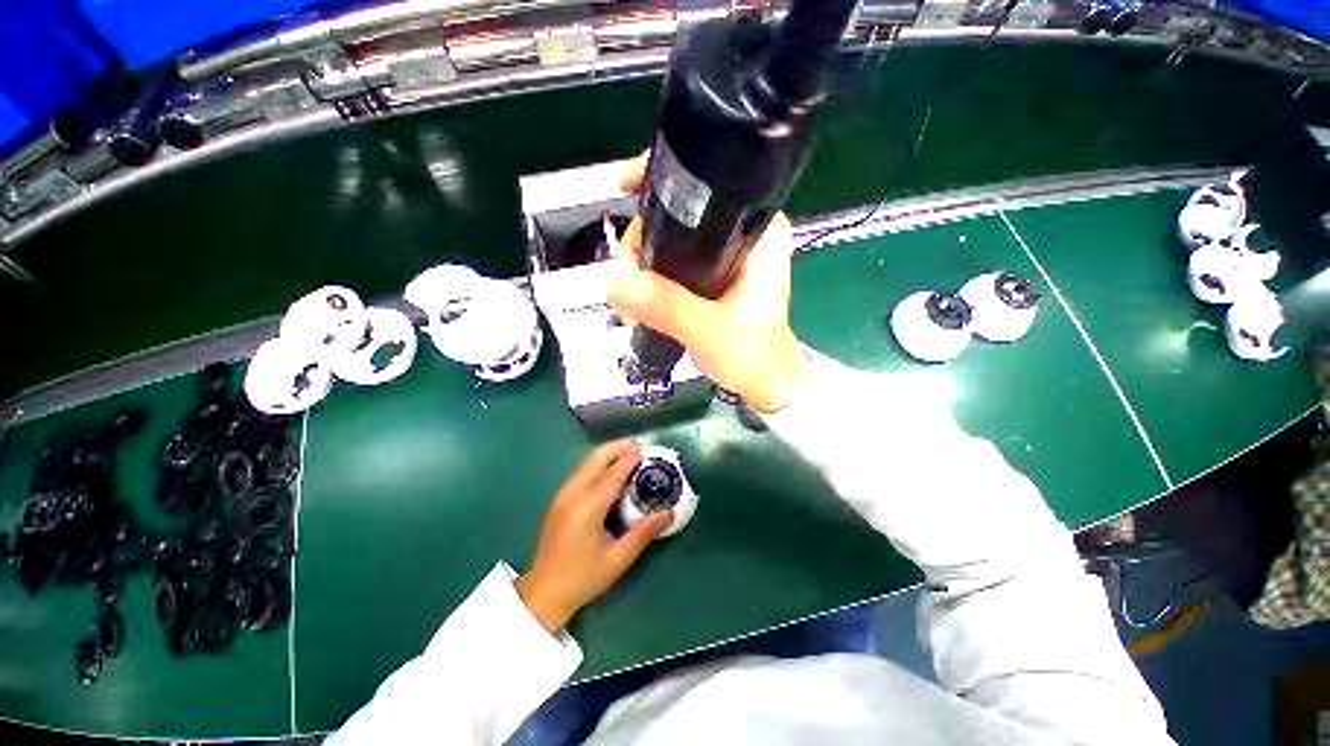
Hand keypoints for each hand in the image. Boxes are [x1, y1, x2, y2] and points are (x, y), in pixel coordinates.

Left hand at [516, 441, 672, 631]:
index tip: (647, 453)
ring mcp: (562, 495)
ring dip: (608, 453)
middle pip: (596, 458)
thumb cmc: (584, 578)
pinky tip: (610, 472)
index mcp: (588, 507)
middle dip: (618, 447)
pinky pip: (581, 471)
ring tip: (629, 455)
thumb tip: (669, 514)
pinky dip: (598, 464)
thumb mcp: (619, 558)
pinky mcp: (559, 499)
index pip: (613, 473)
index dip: (631, 460)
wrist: (544, 593)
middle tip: (639, 448)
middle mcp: (572, 494)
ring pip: (587, 462)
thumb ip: (645, 532)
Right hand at [607, 152, 808, 412]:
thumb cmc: (752, 355)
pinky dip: (649, 277)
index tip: (626, 185)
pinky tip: (636, 300)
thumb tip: (615, 279)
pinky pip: (671, 264)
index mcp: (757, 233)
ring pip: (670, 239)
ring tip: (628, 299)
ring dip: (641, 262)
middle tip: (626, 275)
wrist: (762, 383)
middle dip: (643, 236)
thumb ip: (665, 305)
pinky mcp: (709, 277)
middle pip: (679, 212)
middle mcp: (740, 235)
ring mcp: (723, 257)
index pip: (711, 182)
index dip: (666, 178)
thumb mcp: (708, 329)